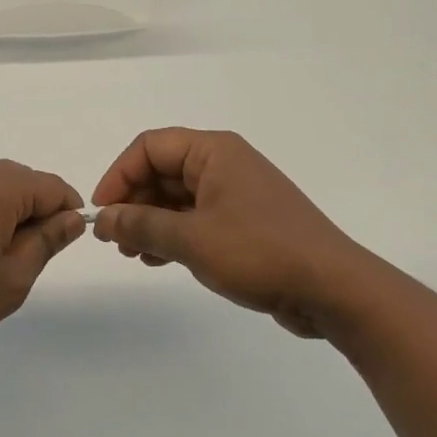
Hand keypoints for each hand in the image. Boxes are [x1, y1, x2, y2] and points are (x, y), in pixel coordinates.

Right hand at [92, 128, 367, 338]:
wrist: (333, 289)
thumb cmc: (259, 252)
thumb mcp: (191, 238)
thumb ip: (141, 225)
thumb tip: (103, 219)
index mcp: (213, 152)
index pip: (149, 147)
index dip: (118, 175)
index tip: (102, 212)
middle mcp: (224, 164)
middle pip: (162, 171)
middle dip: (133, 202)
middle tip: (115, 240)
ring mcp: (236, 194)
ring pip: (177, 197)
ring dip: (150, 222)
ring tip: (134, 255)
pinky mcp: (245, 222)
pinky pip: (197, 218)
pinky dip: (173, 234)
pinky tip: (158, 260)